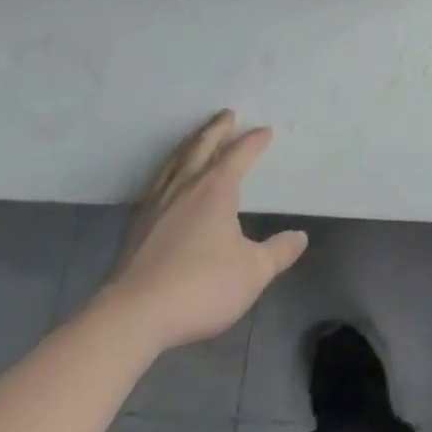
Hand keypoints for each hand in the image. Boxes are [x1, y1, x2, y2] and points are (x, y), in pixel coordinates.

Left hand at [96, 111, 308, 353]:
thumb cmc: (199, 286)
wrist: (131, 318)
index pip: (240, 153)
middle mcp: (186, 186)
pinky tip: (167, 181)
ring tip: (197, 137)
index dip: (254, 141)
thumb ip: (278, 252)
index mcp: (217, 188)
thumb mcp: (252, 272)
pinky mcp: (136, 227)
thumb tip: (300, 237)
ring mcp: (157, 205)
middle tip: (227, 114)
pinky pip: (157, 183)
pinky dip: (168, 170)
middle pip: (202, 146)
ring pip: (176, 162)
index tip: (266, 131)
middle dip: (217, 128)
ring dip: (190, 144)